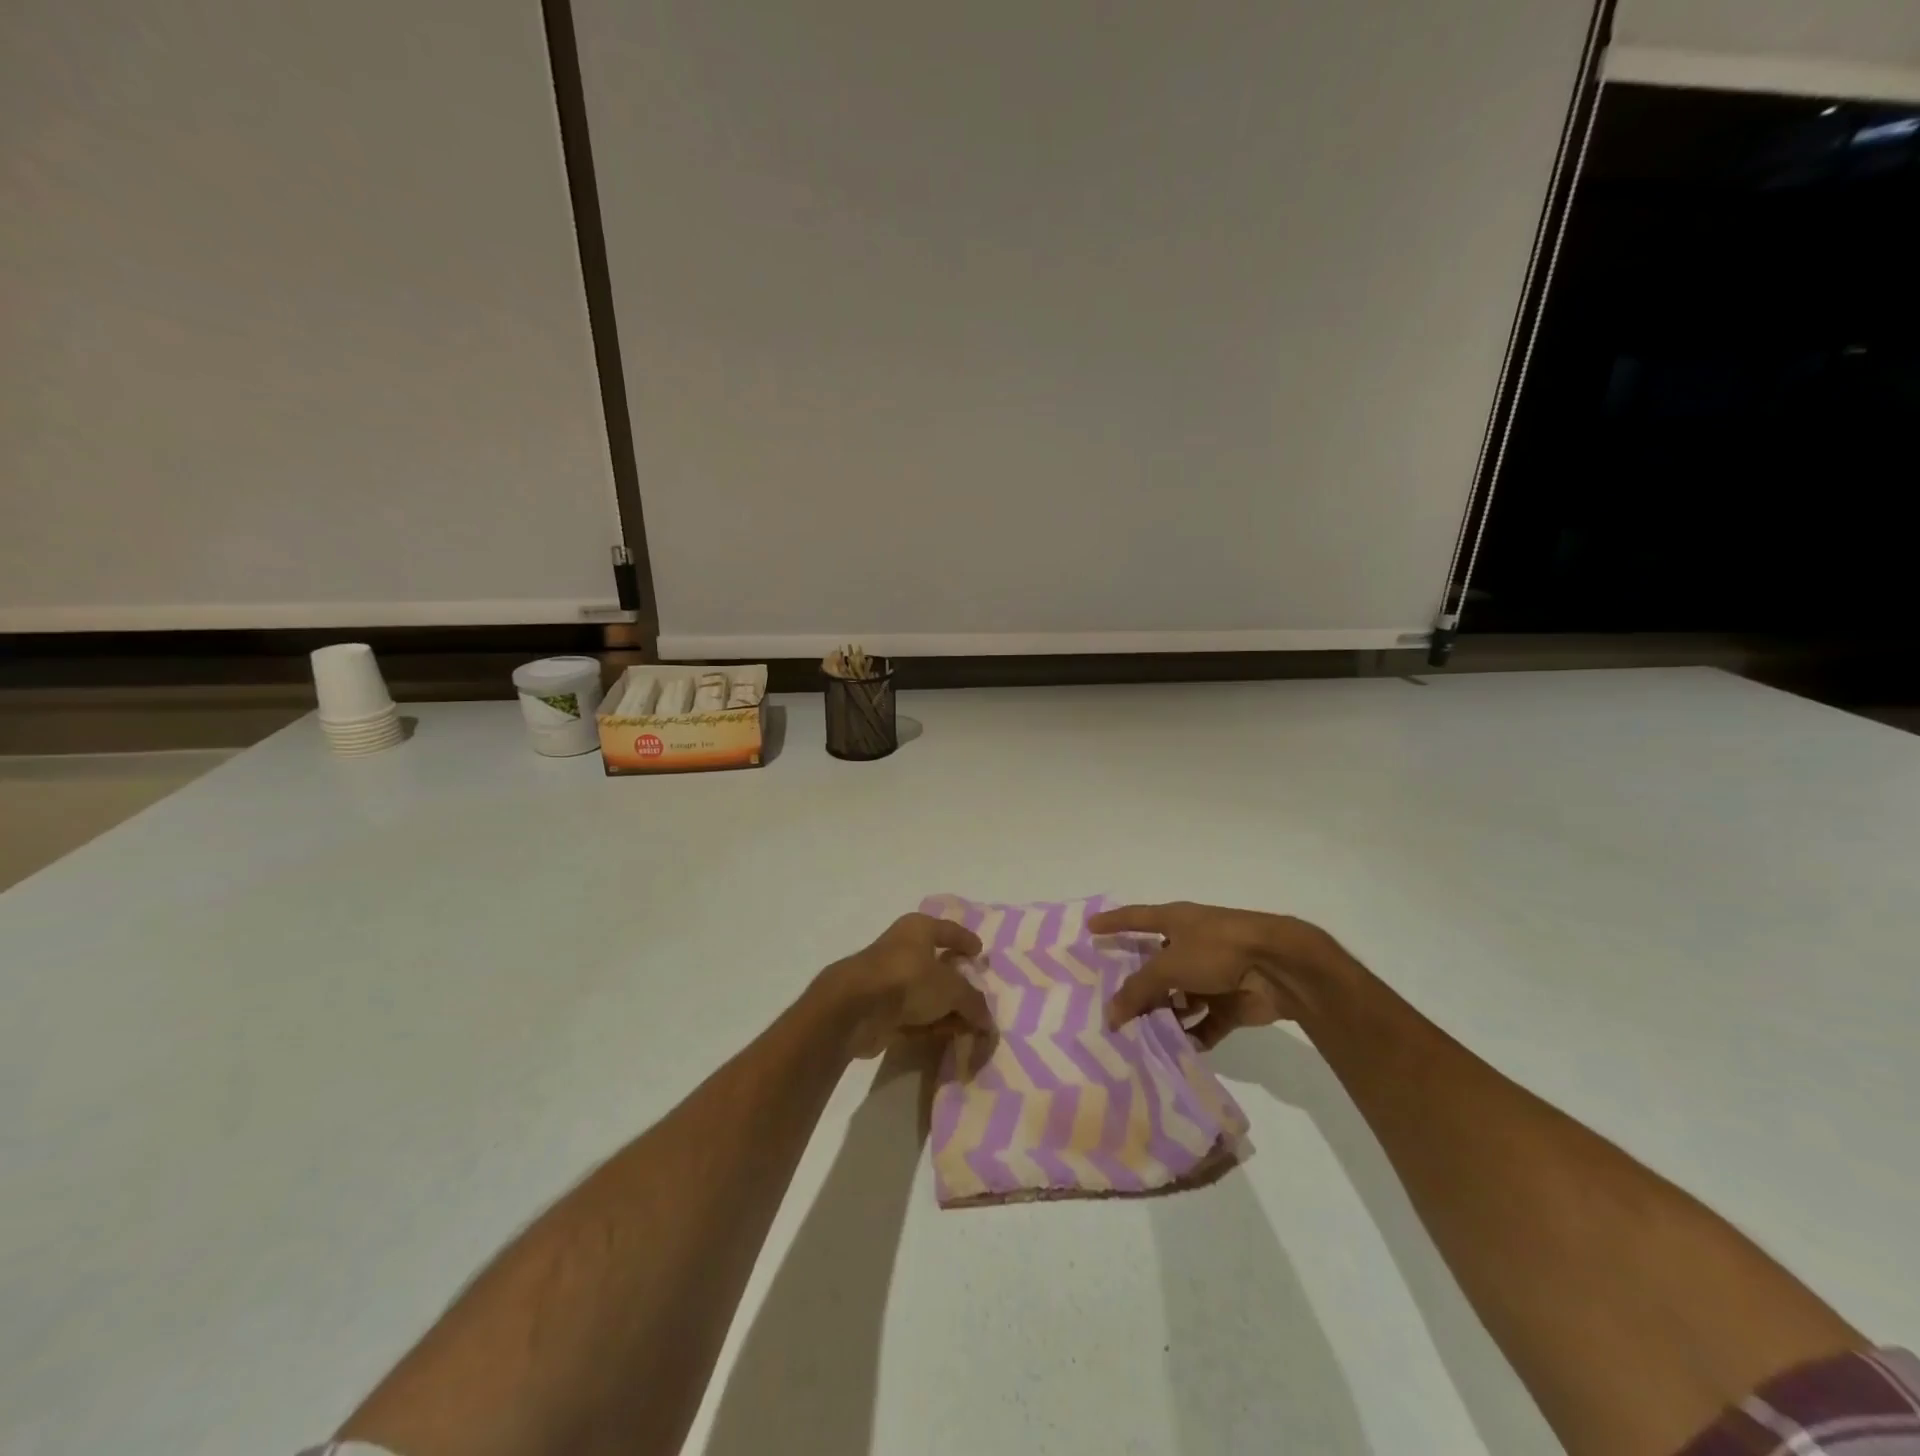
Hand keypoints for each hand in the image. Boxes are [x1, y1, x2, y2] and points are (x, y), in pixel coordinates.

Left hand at [824, 913, 992, 1058]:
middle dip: (958, 981)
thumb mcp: (951, 989)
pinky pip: (913, 1014)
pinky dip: (930, 1023)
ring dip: (945, 1008)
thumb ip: (973, 1002)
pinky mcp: (880, 1008)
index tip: (980, 952)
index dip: (965, 941)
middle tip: (978, 995)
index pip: (949, 930)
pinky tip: (947, 1035)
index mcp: (919, 929)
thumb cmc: (908, 979)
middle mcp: (903, 948)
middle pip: (937, 963)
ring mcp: (889, 979)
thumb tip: (987, 1020)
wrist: (855, 1008)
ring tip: (969, 1024)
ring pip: (925, 992)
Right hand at [1090, 902, 1355, 1047]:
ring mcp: (1211, 974)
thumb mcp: (1169, 965)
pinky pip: (1204, 1022)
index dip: (1113, 922)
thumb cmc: (1218, 949)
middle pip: (1155, 966)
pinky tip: (1176, 1052)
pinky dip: (1192, 1036)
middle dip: (1137, 986)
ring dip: (1163, 1016)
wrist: (1279, 967)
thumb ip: (1138, 989)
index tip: (1090, 927)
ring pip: (1178, 998)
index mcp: (1175, 921)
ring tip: (1138, 1038)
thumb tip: (1111, 1014)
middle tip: (1110, 1007)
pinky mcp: (1230, 1002)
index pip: (1135, 918)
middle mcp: (1190, 944)